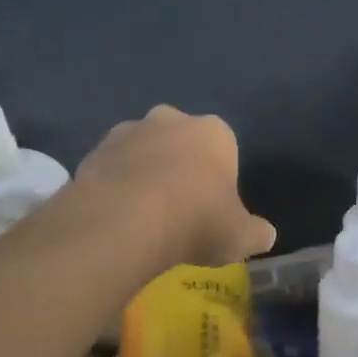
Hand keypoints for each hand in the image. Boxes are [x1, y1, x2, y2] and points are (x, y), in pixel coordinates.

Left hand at [75, 105, 276, 268]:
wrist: (124, 223)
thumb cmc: (195, 221)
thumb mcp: (239, 236)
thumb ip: (256, 232)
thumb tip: (265, 235)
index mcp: (213, 132)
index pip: (224, 146)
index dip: (219, 176)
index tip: (213, 207)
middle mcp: (170, 119)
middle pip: (180, 141)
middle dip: (179, 166)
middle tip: (178, 208)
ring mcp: (127, 132)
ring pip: (142, 151)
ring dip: (144, 174)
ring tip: (143, 217)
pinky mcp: (92, 152)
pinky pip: (111, 169)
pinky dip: (115, 187)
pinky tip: (117, 219)